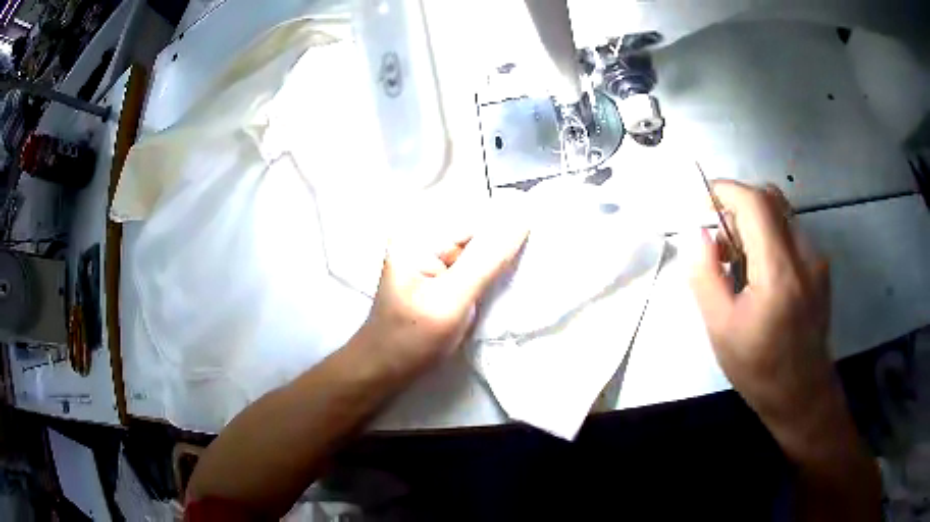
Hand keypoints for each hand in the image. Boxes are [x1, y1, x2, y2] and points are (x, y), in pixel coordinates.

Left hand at [361, 210, 528, 375]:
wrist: (384, 370)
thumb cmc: (411, 338)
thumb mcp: (452, 299)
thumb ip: (487, 259)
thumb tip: (522, 217)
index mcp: (419, 233)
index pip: (477, 218)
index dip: (510, 227)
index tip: (544, 236)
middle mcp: (424, 237)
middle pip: (478, 231)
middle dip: (506, 245)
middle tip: (540, 257)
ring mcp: (431, 257)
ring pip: (479, 250)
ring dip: (501, 262)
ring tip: (530, 269)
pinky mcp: (439, 275)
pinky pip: (473, 266)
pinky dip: (490, 275)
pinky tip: (508, 283)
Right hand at [689, 181, 833, 423]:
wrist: (802, 394)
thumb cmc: (758, 368)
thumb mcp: (721, 329)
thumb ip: (705, 276)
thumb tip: (697, 233)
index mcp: (779, 272)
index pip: (755, 203)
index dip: (726, 190)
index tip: (704, 201)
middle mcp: (804, 255)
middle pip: (770, 200)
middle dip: (739, 208)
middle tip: (723, 246)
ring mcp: (816, 260)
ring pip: (781, 215)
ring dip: (754, 225)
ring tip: (742, 268)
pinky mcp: (820, 268)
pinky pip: (791, 234)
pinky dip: (770, 239)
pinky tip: (763, 278)